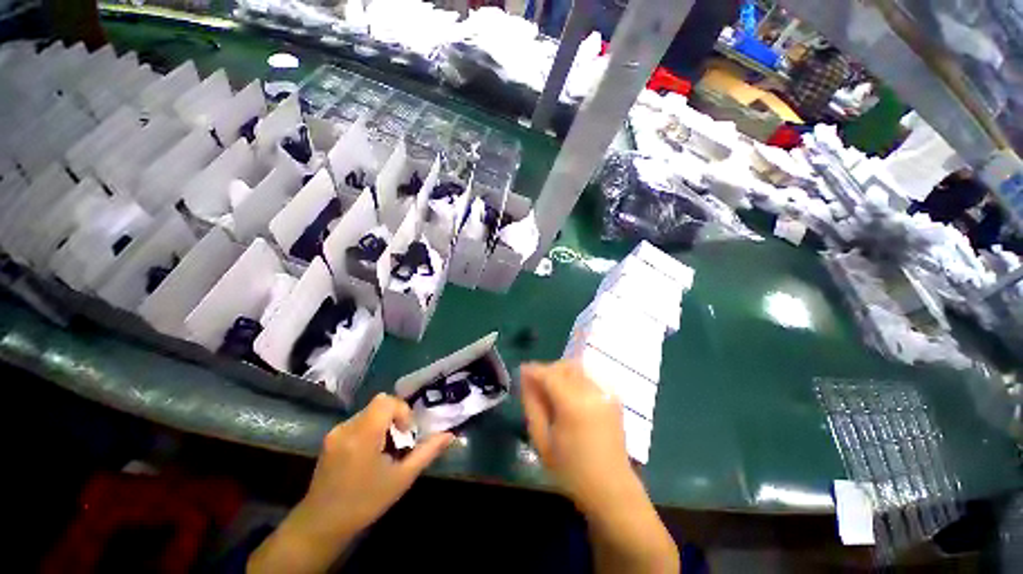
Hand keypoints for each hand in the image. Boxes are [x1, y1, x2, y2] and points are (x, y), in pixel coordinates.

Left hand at [248, 394, 452, 573]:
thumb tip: (449, 435)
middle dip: (394, 417)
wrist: (321, 525)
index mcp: (363, 434)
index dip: (401, 411)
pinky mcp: (329, 439)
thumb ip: (427, 452)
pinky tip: (369, 454)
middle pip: (378, 405)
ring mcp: (335, 433)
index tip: (405, 433)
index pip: (386, 401)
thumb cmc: (365, 502)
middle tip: (399, 441)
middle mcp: (346, 427)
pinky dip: (369, 430)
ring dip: (382, 424)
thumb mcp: (401, 478)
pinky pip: (357, 422)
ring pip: (368, 413)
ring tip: (385, 450)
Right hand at [520, 361, 678, 573]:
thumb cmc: (571, 470)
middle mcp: (592, 391)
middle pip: (564, 367)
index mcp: (573, 404)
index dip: (533, 370)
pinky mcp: (613, 398)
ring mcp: (605, 393)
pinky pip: (588, 377)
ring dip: (560, 372)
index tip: (522, 371)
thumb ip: (532, 405)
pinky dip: (574, 379)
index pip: (549, 374)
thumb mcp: (542, 440)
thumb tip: (526, 380)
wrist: (611, 488)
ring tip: (551, 389)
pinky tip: (568, 395)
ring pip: (577, 369)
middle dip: (547, 370)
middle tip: (536, 383)